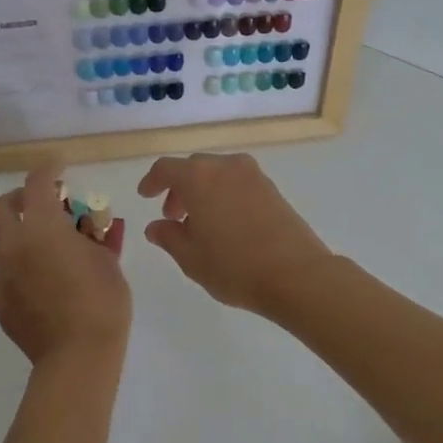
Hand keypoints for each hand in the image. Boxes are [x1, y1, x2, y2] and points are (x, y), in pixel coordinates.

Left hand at [0, 163, 131, 373]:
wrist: (77, 355)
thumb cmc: (101, 301)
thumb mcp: (106, 260)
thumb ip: (92, 237)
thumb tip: (86, 230)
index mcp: (42, 227)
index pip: (37, 183)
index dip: (48, 171)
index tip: (59, 171)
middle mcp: (13, 244)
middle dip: (18, 199)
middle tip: (39, 206)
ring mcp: (1, 274)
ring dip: (6, 233)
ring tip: (30, 243)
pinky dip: (13, 266)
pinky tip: (35, 279)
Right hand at [137, 154, 333, 316]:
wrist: (297, 275)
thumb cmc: (235, 267)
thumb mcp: (191, 258)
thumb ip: (168, 237)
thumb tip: (157, 226)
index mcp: (199, 177)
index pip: (166, 168)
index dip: (152, 181)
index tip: (145, 196)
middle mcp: (226, 167)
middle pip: (193, 168)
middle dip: (179, 188)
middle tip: (174, 216)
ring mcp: (253, 175)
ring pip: (217, 174)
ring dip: (203, 191)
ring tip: (201, 224)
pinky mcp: (272, 189)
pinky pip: (238, 182)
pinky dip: (224, 194)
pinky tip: (226, 224)